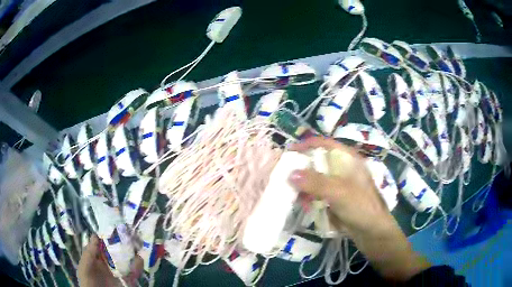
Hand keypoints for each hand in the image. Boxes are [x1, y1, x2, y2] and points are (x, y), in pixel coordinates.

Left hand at [78, 235, 142, 286]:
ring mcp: (119, 272)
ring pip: (126, 259)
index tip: (113, 225)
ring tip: (136, 242)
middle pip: (115, 250)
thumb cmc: (89, 284)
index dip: (106, 235)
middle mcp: (108, 263)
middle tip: (128, 231)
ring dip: (131, 251)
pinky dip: (138, 266)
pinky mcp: (128, 280)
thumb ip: (88, 255)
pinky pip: (134, 272)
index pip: (101, 244)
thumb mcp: (84, 269)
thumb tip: (95, 236)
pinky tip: (139, 258)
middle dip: (122, 241)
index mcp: (96, 259)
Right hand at [288, 136, 429, 280]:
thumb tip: (290, 174)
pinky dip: (309, 197)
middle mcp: (343, 169)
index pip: (325, 144)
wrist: (372, 233)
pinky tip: (303, 204)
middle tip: (284, 174)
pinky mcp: (335, 199)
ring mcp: (339, 185)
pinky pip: (318, 194)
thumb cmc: (361, 207)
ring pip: (316, 179)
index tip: (289, 152)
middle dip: (301, 166)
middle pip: (318, 161)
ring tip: (291, 192)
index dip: (307, 144)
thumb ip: (315, 182)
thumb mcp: (339, 192)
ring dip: (304, 184)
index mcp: (348, 160)